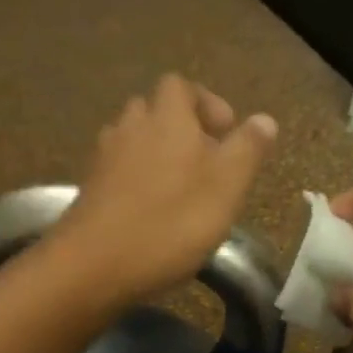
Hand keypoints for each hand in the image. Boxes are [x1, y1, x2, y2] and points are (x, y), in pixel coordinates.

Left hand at [52, 74, 276, 304]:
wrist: (94, 266)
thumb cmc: (171, 223)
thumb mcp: (226, 187)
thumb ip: (247, 149)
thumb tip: (263, 119)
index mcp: (167, 117)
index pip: (181, 86)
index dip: (206, 103)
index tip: (225, 134)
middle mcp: (130, 127)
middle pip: (153, 111)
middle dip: (179, 130)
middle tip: (203, 164)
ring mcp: (103, 159)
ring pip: (132, 142)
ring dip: (155, 157)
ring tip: (178, 191)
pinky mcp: (88, 191)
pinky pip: (116, 173)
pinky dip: (135, 184)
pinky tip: (149, 215)